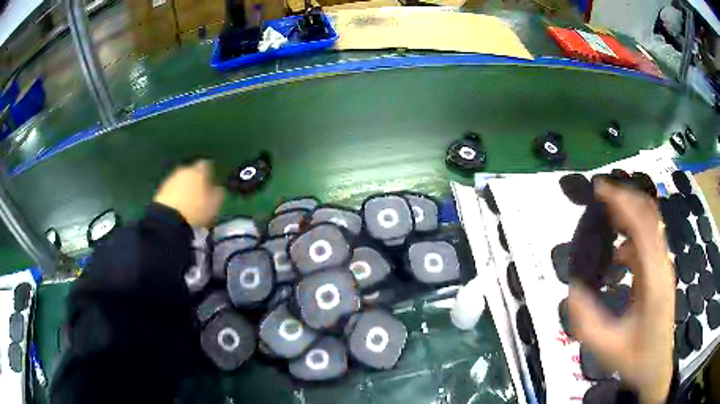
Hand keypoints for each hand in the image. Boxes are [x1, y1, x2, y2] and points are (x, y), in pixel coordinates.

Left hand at [153, 160, 224, 227]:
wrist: (169, 219)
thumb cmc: (196, 210)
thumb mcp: (214, 204)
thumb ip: (218, 193)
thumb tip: (218, 188)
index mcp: (199, 171)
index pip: (207, 165)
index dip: (210, 173)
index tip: (212, 181)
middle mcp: (184, 170)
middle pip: (192, 172)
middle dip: (195, 180)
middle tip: (200, 193)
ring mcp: (170, 179)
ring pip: (181, 180)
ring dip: (185, 188)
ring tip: (189, 202)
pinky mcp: (160, 190)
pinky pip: (172, 190)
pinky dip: (176, 195)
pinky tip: (178, 206)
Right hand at [570, 179, 673, 403]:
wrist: (657, 367)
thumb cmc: (637, 358)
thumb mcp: (608, 347)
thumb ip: (587, 321)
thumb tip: (571, 291)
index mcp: (654, 279)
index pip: (642, 225)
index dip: (622, 202)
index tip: (598, 189)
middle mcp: (662, 264)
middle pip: (649, 216)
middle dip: (625, 198)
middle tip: (599, 194)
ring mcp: (663, 266)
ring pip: (650, 224)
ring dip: (629, 212)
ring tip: (604, 214)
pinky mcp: (660, 271)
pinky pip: (647, 241)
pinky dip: (631, 234)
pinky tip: (615, 252)